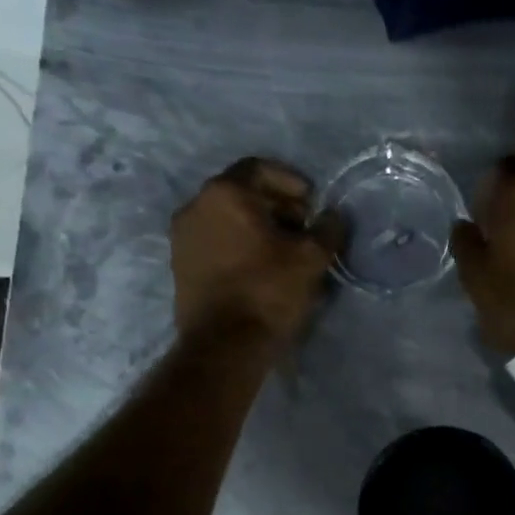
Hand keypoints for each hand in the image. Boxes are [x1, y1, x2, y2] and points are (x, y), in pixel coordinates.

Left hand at [171, 158, 339, 342]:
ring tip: (286, 251)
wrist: (224, 346)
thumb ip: (327, 229)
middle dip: (277, 205)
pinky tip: (262, 267)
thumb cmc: (268, 292)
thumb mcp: (311, 259)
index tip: (313, 204)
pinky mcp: (181, 265)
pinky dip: (239, 244)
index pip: (260, 168)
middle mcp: (195, 206)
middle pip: (242, 192)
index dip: (292, 182)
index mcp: (224, 193)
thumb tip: (334, 216)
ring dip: (258, 226)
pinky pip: (216, 241)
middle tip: (304, 228)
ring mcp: (182, 237)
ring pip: (227, 218)